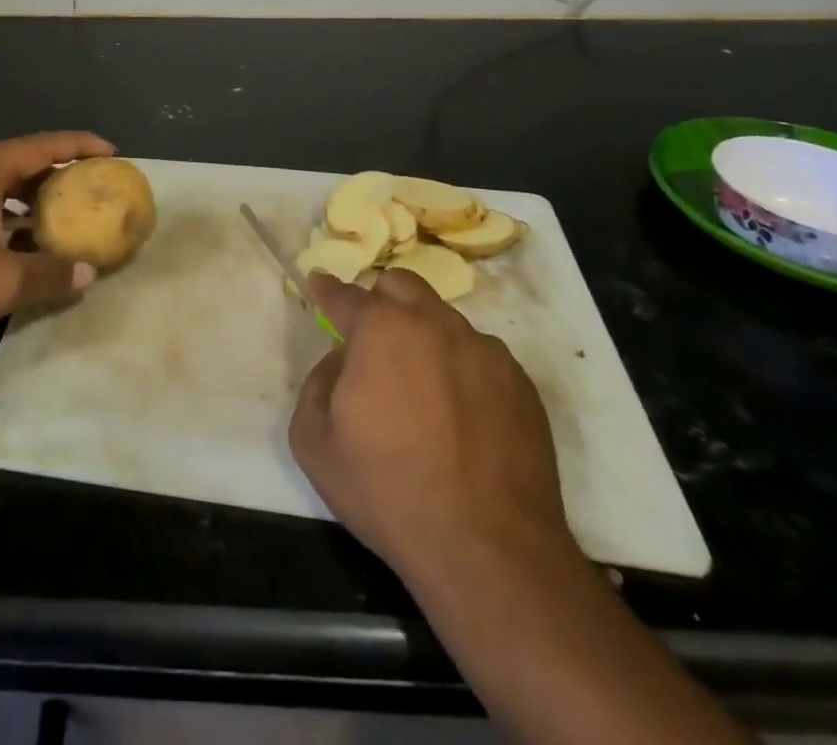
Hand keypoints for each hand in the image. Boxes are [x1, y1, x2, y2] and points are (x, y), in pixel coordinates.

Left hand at [0, 131, 114, 343]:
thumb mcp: (3, 282)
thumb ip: (51, 274)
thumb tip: (89, 274)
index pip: (44, 145)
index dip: (81, 146)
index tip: (111, 152)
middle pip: (21, 158)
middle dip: (58, 171)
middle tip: (89, 186)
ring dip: (29, 192)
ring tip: (58, 211)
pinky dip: (3, 205)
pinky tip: (14, 234)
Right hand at [289, 268, 575, 589]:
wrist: (490, 552)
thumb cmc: (388, 492)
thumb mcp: (314, 443)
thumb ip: (316, 384)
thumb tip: (341, 361)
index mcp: (381, 329)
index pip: (345, 294)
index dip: (326, 289)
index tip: (318, 285)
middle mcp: (435, 324)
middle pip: (402, 286)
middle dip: (381, 302)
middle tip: (373, 342)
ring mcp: (485, 351)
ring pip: (444, 321)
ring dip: (424, 337)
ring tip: (422, 390)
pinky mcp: (521, 384)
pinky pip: (481, 357)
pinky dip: (462, 371)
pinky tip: (460, 418)